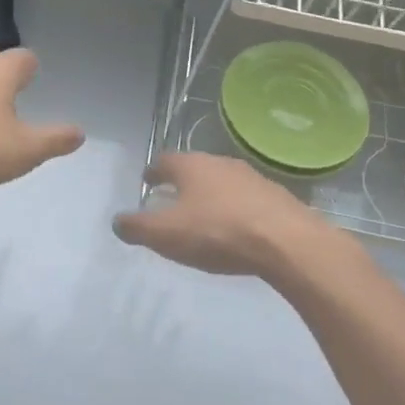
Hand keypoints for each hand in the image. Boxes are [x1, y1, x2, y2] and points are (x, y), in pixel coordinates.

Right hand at [113, 151, 332, 276]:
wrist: (287, 243)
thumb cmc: (218, 233)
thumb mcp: (166, 235)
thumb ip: (137, 227)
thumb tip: (117, 221)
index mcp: (192, 166)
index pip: (164, 161)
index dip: (153, 172)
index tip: (148, 182)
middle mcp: (221, 163)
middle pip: (195, 169)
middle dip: (182, 183)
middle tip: (172, 201)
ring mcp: (253, 178)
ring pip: (223, 183)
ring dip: (211, 196)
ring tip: (204, 217)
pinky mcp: (277, 198)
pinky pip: (247, 200)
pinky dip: (235, 210)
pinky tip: (236, 230)